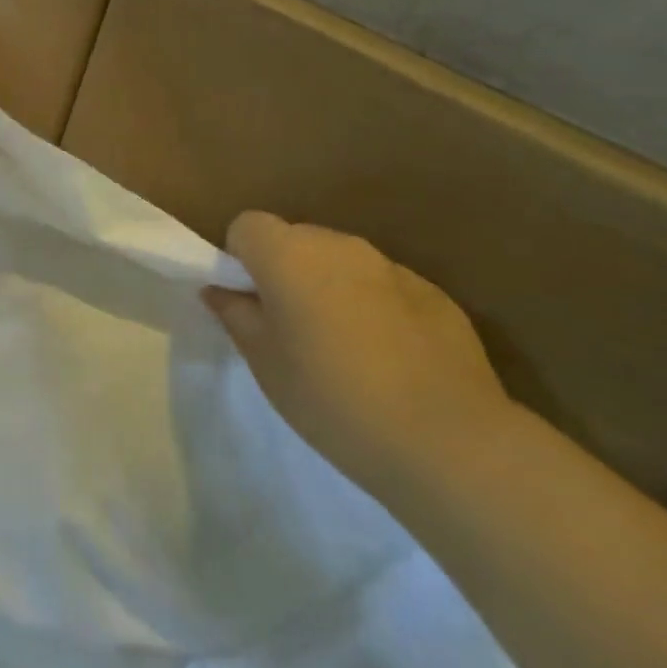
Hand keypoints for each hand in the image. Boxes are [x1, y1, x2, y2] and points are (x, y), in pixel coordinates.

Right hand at [205, 212, 516, 496]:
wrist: (446, 441)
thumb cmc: (331, 398)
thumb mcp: (264, 362)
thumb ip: (236, 315)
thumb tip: (220, 290)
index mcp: (289, 255)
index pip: (247, 226)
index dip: (240, 257)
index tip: (248, 300)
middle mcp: (340, 245)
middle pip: (295, 239)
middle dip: (284, 270)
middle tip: (288, 327)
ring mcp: (392, 267)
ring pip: (341, 262)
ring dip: (329, 287)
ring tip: (340, 346)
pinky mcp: (435, 294)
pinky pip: (383, 286)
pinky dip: (373, 307)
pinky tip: (387, 358)